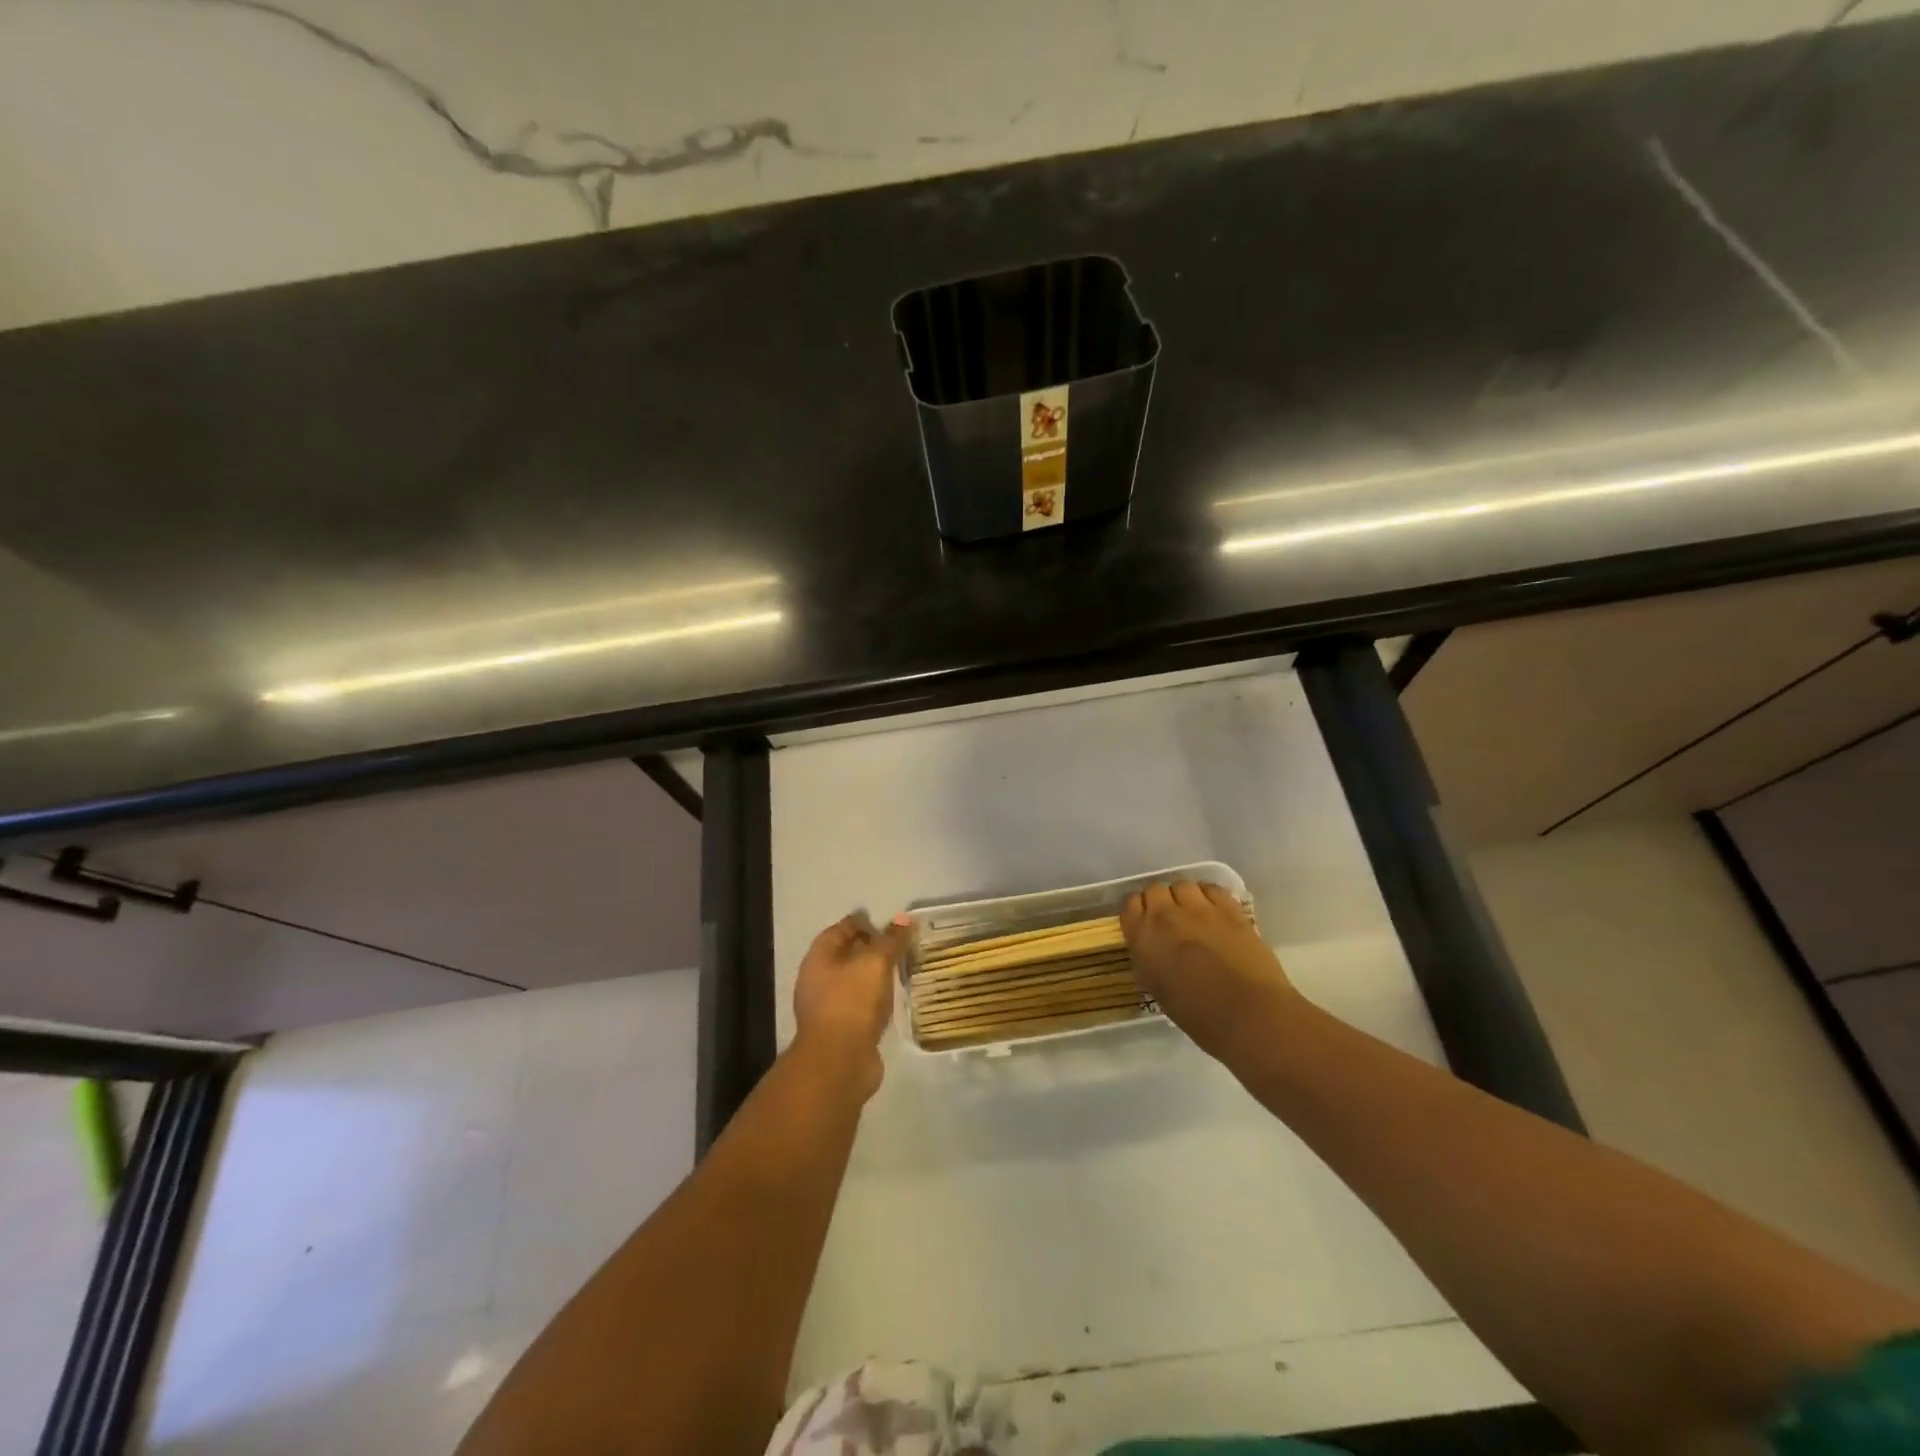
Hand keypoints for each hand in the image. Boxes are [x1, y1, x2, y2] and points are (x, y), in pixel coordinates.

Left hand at [792, 913, 908, 1094]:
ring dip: (874, 976)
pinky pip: (861, 1006)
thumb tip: (905, 918)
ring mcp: (829, 1008)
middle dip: (870, 948)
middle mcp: (818, 980)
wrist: (839, 1062)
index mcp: (819, 958)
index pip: (840, 929)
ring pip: (855, 982)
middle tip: (900, 944)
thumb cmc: (852, 1001)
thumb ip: (891, 940)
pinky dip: (876, 999)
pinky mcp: (843, 1031)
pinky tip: (894, 998)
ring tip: (901, 968)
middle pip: (846, 956)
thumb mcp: (876, 962)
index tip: (889, 922)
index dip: (863, 923)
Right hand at [1121, 881, 1298, 1065]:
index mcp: (1143, 937)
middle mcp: (1166, 915)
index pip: (1130, 905)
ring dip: (1184, 897)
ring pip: (1183, 885)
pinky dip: (1209, 896)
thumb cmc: (1197, 1014)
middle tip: (1170, 921)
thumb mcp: (1156, 988)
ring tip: (1193, 915)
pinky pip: (1212, 888)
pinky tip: (1214, 912)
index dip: (1139, 913)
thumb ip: (1148, 959)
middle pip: (1155, 889)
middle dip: (1160, 902)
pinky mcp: (1229, 909)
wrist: (1247, 1014)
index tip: (1145, 924)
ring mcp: (1199, 908)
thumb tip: (1151, 948)